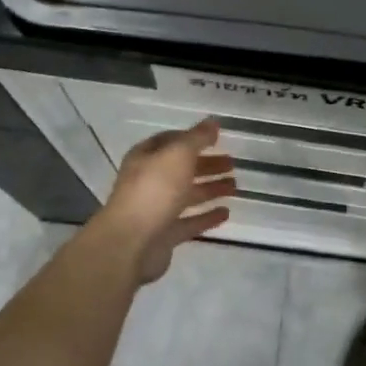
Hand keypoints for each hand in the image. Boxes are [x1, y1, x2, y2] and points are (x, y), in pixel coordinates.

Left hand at [97, 120, 234, 283]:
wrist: (130, 243)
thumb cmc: (154, 190)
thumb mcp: (178, 154)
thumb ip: (197, 138)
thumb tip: (213, 122)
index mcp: (146, 157)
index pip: (170, 141)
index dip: (192, 138)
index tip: (216, 138)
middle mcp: (149, 181)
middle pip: (181, 168)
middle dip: (206, 164)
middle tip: (232, 163)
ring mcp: (156, 209)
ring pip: (187, 195)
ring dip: (210, 188)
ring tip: (235, 186)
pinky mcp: (164, 235)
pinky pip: (190, 222)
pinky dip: (207, 216)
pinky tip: (226, 213)